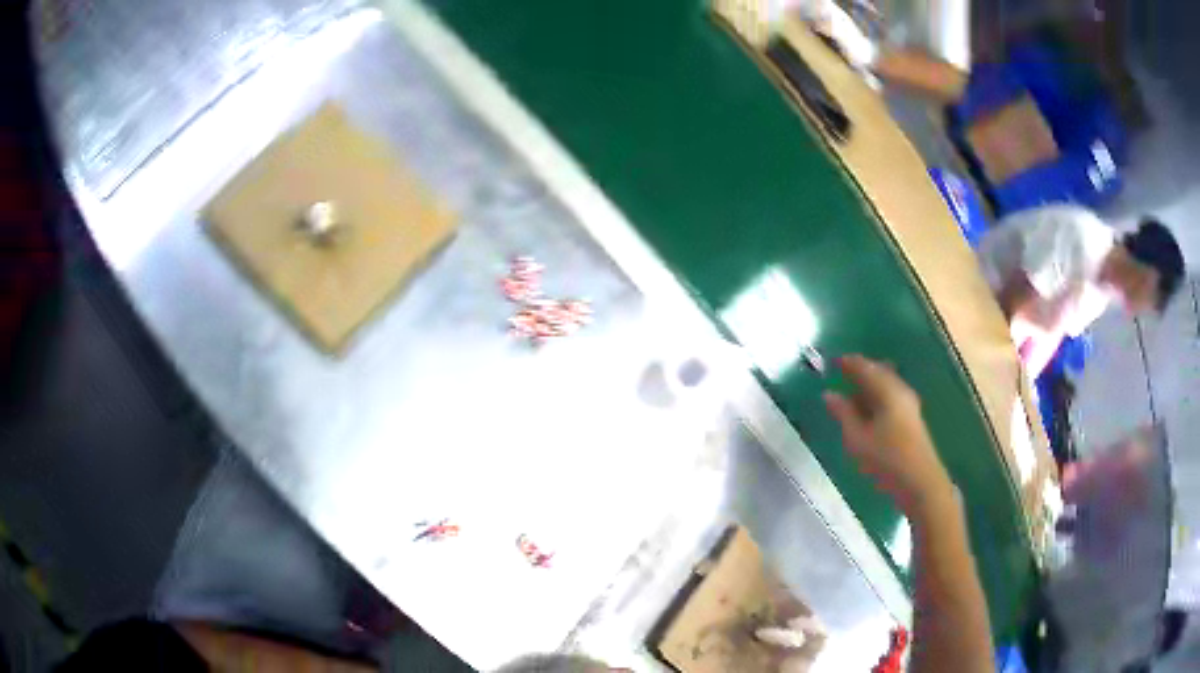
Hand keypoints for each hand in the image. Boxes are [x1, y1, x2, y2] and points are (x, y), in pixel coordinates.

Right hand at [823, 355, 953, 518]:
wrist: (920, 483)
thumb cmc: (886, 459)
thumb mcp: (857, 439)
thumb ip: (842, 413)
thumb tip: (829, 394)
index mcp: (887, 390)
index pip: (864, 367)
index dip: (847, 363)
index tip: (830, 363)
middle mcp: (900, 390)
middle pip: (878, 372)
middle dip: (859, 373)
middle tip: (839, 377)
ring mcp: (909, 404)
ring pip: (885, 385)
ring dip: (867, 387)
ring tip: (849, 398)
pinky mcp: (911, 418)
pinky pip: (890, 397)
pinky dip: (876, 398)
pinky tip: (866, 413)